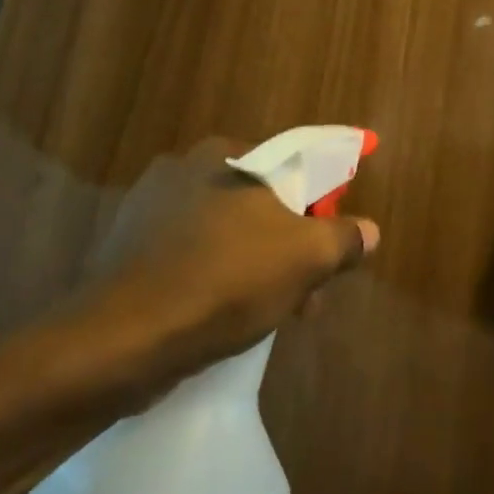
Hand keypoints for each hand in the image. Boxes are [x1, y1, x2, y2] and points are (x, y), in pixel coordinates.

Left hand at [86, 139, 380, 396]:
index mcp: (225, 155)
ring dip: (258, 266)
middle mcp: (183, 169)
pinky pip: (192, 256)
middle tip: (308, 293)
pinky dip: (217, 279)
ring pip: (227, 233)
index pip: (293, 165)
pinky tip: (226, 317)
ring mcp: (148, 210)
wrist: (124, 339)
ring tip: (274, 315)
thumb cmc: (226, 281)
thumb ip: (344, 238)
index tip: (331, 247)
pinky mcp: (128, 250)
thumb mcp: (306, 258)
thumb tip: (369, 231)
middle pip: (260, 202)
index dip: (322, 205)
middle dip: (291, 246)